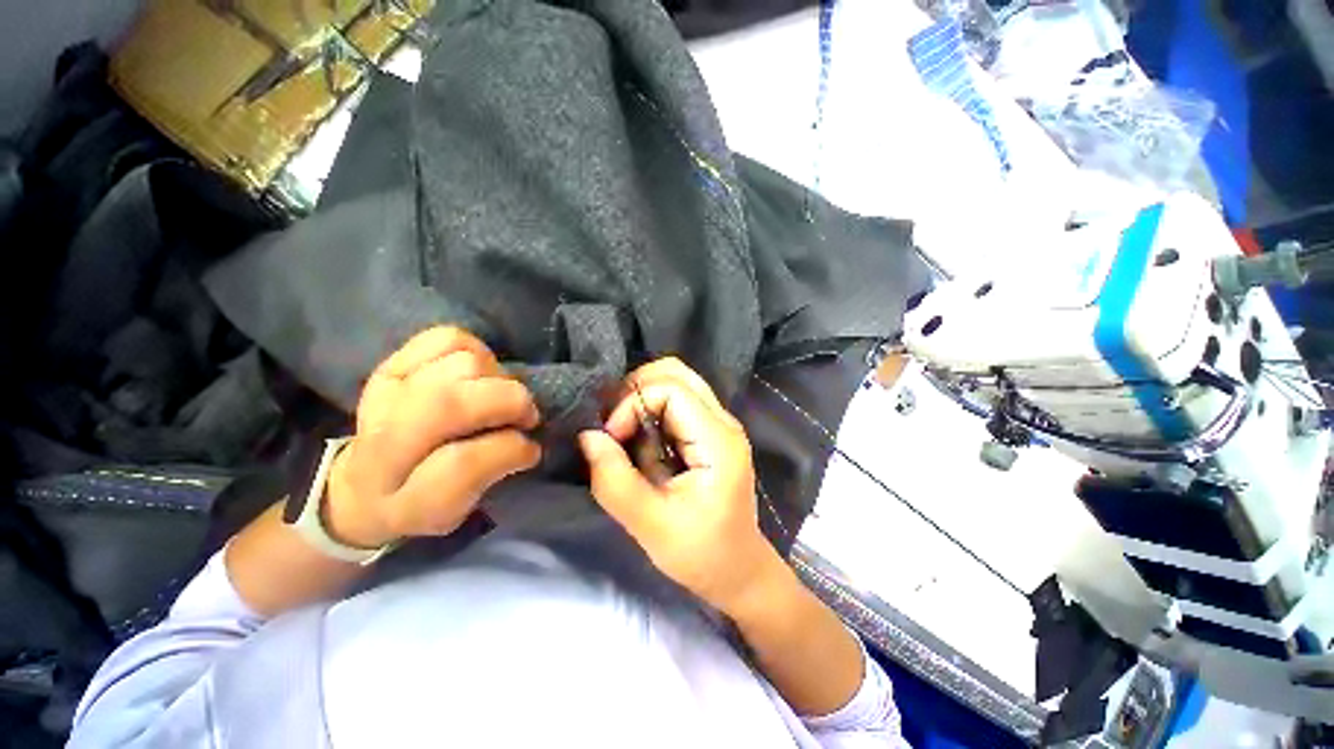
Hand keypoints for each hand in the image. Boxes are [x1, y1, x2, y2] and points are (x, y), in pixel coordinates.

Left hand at [324, 327, 541, 547]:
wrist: (362, 484)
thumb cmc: (416, 501)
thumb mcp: (450, 510)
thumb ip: (488, 476)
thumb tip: (526, 442)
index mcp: (399, 485)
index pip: (461, 461)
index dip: (510, 450)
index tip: (529, 452)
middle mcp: (384, 432)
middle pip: (456, 400)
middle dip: (511, 404)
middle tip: (523, 417)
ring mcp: (387, 387)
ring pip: (463, 363)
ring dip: (497, 379)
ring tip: (496, 397)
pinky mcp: (395, 360)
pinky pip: (449, 337)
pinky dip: (476, 351)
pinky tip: (478, 374)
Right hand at [578, 358, 781, 614]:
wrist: (738, 570)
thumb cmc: (700, 554)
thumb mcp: (650, 525)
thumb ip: (614, 479)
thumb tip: (587, 436)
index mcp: (718, 441)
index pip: (671, 390)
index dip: (633, 404)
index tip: (612, 438)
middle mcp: (723, 421)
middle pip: (676, 372)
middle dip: (635, 390)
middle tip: (614, 426)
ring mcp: (719, 424)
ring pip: (676, 381)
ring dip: (641, 399)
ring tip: (625, 434)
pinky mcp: (709, 432)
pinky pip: (676, 401)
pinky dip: (650, 411)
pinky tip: (641, 441)